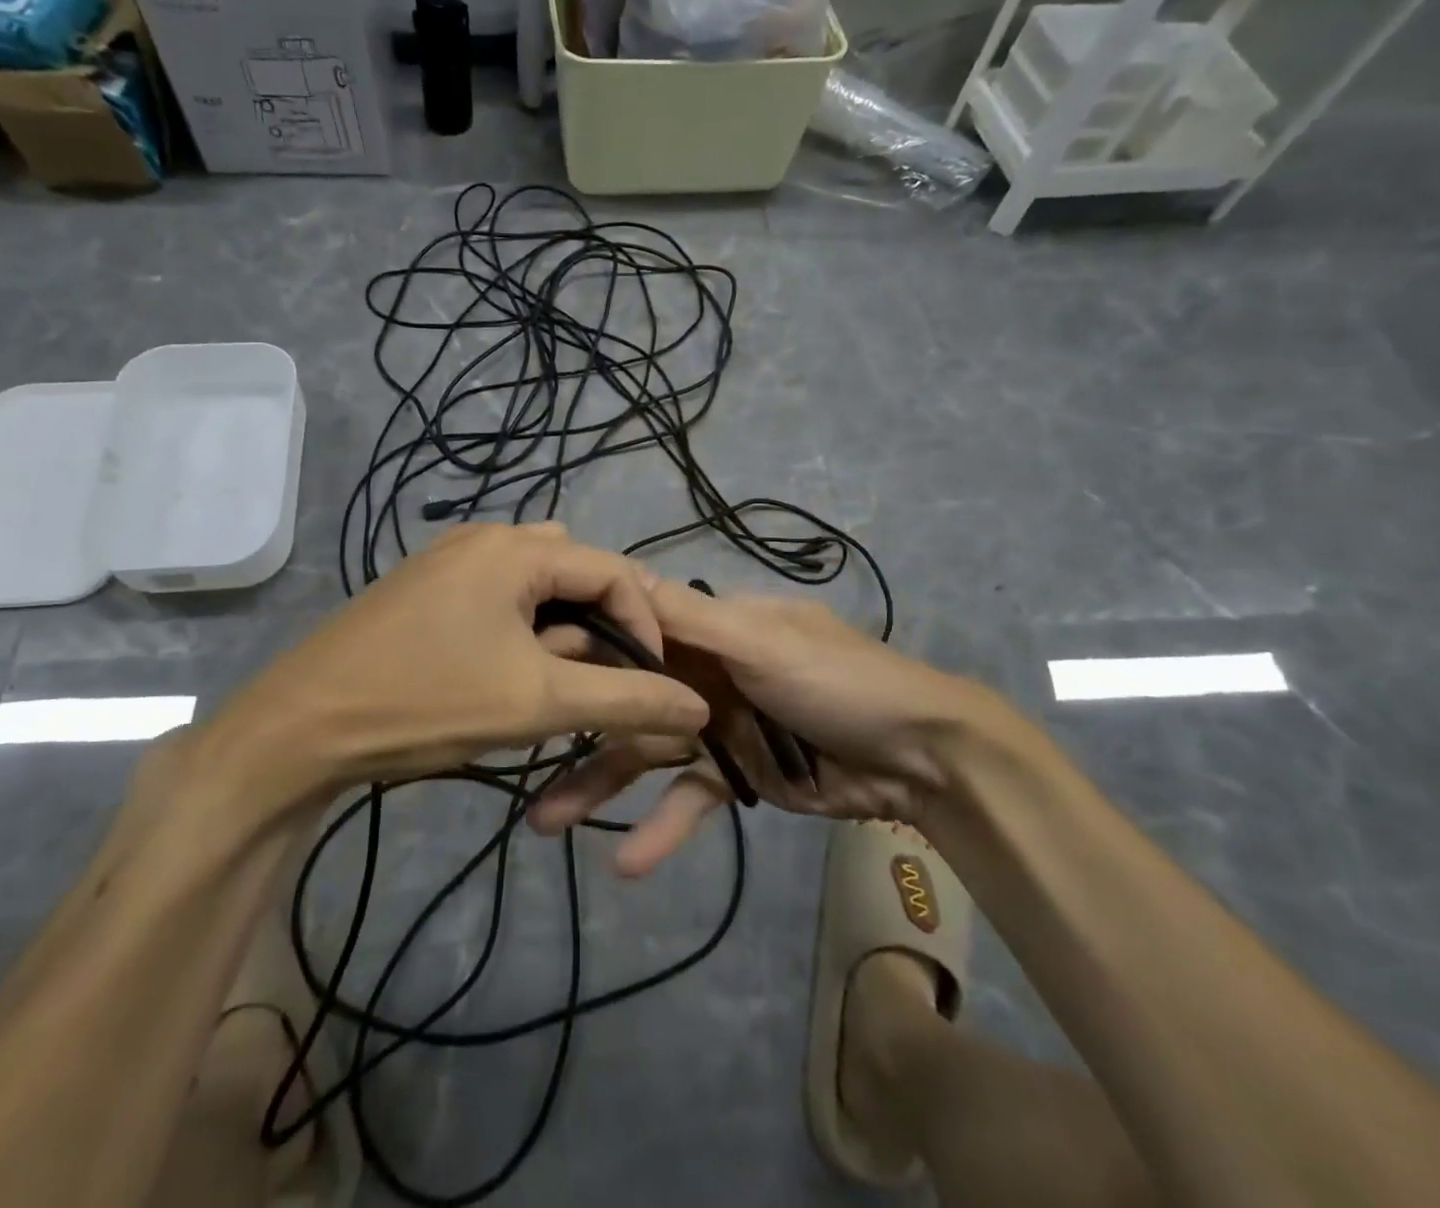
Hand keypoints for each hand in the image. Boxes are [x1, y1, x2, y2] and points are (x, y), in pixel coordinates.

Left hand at [202, 524, 709, 802]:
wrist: (301, 727)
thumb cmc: (428, 701)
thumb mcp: (539, 702)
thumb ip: (627, 700)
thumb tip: (696, 707)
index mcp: (515, 548)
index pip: (614, 570)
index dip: (645, 625)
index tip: (654, 682)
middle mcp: (484, 538)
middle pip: (575, 573)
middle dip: (600, 627)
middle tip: (601, 682)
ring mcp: (447, 561)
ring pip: (535, 590)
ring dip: (561, 634)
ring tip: (555, 686)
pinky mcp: (424, 589)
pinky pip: (497, 600)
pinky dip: (522, 633)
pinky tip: (507, 677)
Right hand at [530, 581, 1029, 873]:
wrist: (922, 758)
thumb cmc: (840, 681)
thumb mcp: (763, 641)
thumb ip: (692, 619)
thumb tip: (621, 575)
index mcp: (712, 626)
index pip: (635, 627)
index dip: (585, 643)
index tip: (530, 664)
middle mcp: (704, 669)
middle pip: (629, 694)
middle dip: (578, 723)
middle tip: (516, 748)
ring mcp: (717, 724)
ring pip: (646, 752)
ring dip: (601, 786)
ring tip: (545, 823)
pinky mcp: (735, 775)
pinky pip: (688, 799)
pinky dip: (663, 829)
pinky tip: (627, 864)